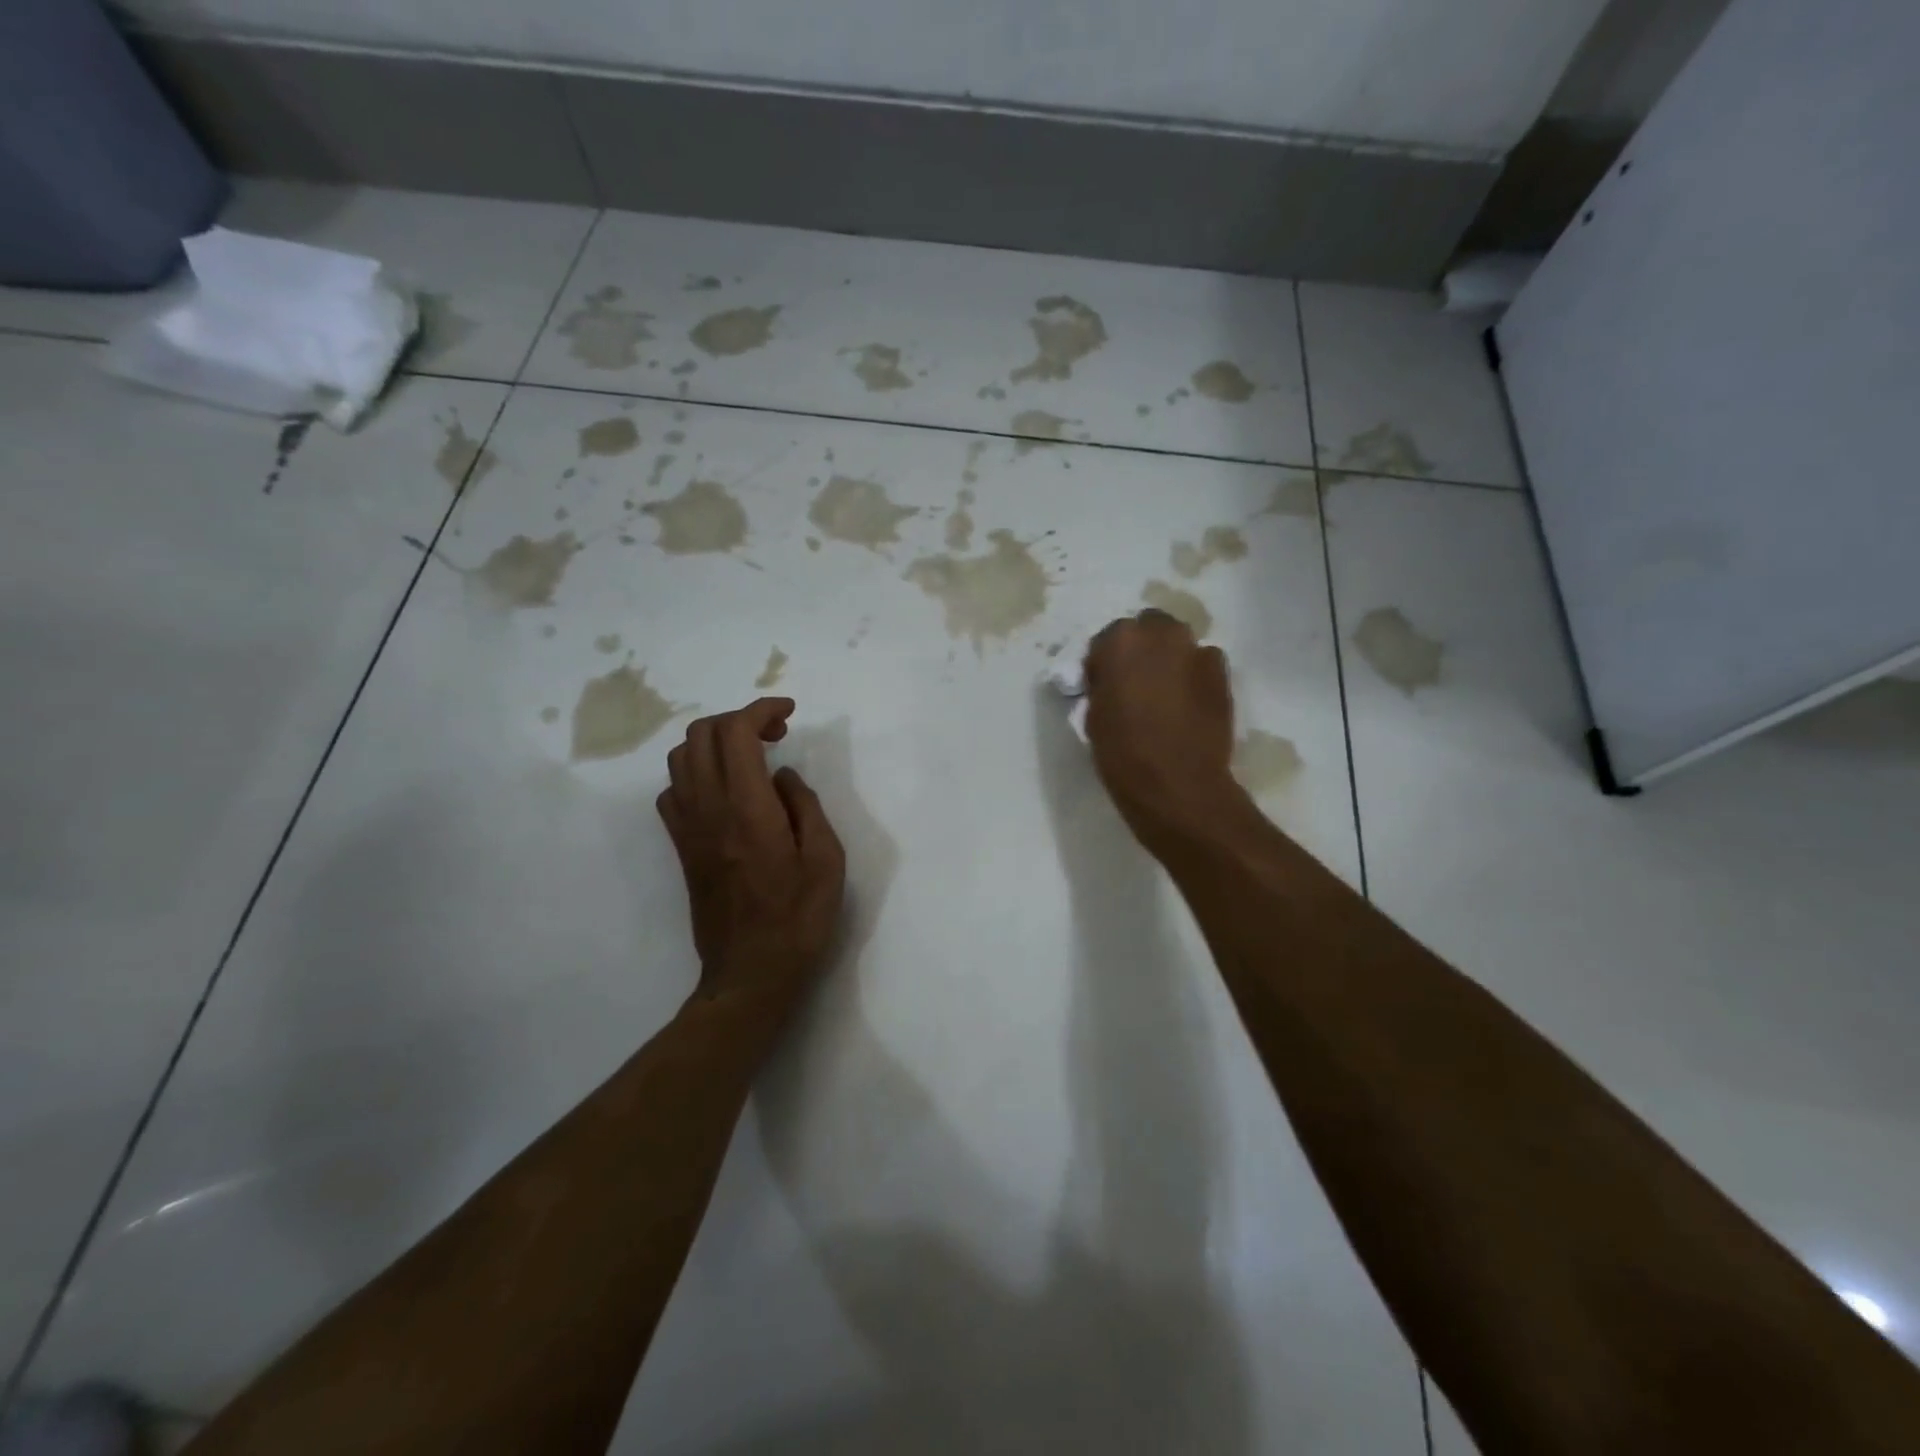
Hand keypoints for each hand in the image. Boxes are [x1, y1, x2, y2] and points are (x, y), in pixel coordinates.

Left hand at [657, 698, 845, 1015]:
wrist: (750, 973)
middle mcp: (709, 810)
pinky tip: (726, 790)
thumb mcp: (826, 860)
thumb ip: (805, 807)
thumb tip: (782, 777)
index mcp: (749, 809)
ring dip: (715, 742)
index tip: (788, 713)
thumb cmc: (798, 919)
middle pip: (701, 735)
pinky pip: (674, 792)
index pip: (736, 733)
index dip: (760, 709)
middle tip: (775, 734)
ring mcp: (689, 829)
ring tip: (751, 756)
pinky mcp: (682, 848)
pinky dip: (697, 774)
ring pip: (681, 758)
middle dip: (739, 719)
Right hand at [1083, 610, 1243, 845]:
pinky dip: (1194, 676)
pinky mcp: (1223, 673)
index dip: (1105, 662)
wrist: (1178, 784)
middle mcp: (1160, 634)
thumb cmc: (1123, 753)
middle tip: (1136, 682)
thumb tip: (1113, 682)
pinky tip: (1188, 704)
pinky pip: (1202, 664)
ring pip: (1178, 644)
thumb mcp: (1094, 716)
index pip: (1107, 640)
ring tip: (1164, 693)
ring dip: (1169, 659)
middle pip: (1148, 629)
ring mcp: (1197, 651)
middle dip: (1142, 650)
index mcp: (1120, 641)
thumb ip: (1104, 686)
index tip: (1105, 685)